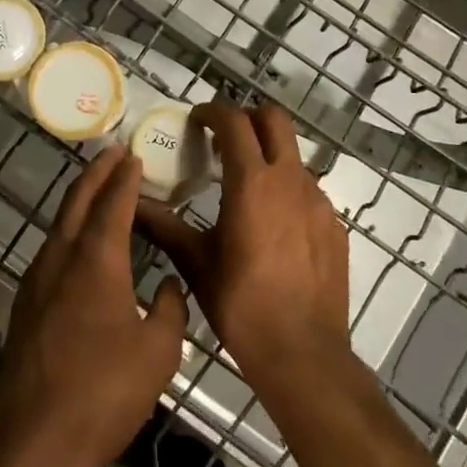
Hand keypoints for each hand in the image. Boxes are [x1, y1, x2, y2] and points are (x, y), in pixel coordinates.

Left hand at [0, 147, 187, 466]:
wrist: (37, 444)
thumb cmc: (105, 393)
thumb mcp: (158, 352)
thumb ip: (168, 309)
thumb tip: (165, 285)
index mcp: (96, 260)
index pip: (113, 203)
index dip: (125, 177)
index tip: (133, 155)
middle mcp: (61, 258)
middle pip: (77, 201)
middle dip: (96, 173)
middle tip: (112, 152)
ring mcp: (37, 280)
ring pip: (59, 224)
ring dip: (79, 200)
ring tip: (98, 190)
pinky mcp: (25, 305)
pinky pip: (51, 250)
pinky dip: (68, 231)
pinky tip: (79, 245)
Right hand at [135, 102, 351, 396]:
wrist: (303, 354)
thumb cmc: (242, 305)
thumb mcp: (196, 263)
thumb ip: (164, 226)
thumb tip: (132, 204)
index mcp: (252, 182)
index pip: (234, 122)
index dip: (212, 111)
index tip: (196, 119)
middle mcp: (290, 180)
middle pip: (274, 119)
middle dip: (248, 117)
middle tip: (224, 139)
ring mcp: (319, 202)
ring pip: (293, 156)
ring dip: (268, 156)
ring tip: (245, 186)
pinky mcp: (335, 225)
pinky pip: (309, 191)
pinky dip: (287, 191)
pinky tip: (273, 225)